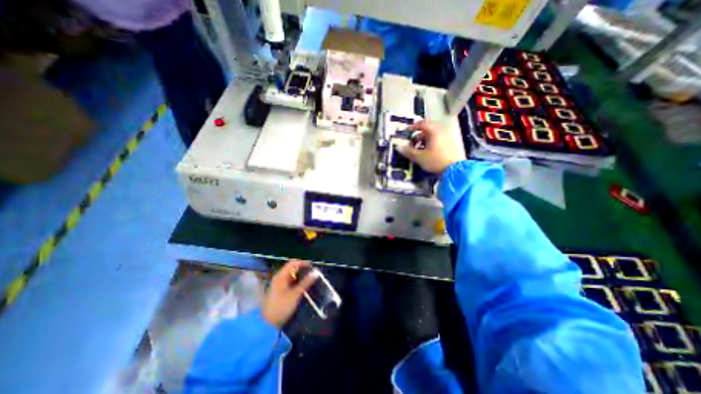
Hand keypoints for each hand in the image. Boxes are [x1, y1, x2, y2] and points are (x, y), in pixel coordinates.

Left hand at [262, 259, 319, 327]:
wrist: (267, 325)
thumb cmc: (281, 307)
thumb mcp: (295, 294)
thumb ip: (306, 282)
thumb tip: (316, 272)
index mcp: (281, 276)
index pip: (293, 263)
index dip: (303, 262)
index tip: (313, 266)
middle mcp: (279, 277)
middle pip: (292, 268)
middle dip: (303, 269)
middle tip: (313, 273)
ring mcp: (278, 284)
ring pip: (291, 275)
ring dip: (301, 276)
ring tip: (311, 279)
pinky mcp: (280, 290)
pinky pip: (290, 281)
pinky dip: (297, 281)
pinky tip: (304, 286)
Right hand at [396, 120, 464, 174]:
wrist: (455, 169)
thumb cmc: (435, 161)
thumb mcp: (419, 157)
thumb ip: (408, 151)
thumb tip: (398, 147)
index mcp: (433, 132)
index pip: (421, 124)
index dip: (412, 127)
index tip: (406, 131)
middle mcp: (440, 132)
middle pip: (427, 128)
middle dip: (418, 134)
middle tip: (412, 140)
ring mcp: (446, 137)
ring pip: (432, 134)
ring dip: (423, 139)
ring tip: (418, 148)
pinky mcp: (449, 144)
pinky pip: (437, 139)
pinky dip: (430, 142)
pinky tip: (427, 151)